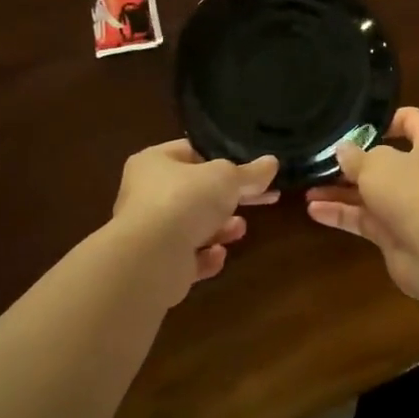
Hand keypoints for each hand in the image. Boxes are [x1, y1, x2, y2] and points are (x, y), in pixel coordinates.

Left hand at [110, 139, 279, 306]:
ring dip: (220, 228)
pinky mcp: (156, 265)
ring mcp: (149, 232)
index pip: (191, 152)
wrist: (150, 258)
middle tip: (260, 199)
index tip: (249, 169)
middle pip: (195, 192)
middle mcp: (146, 194)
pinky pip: (187, 258)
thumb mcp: (226, 178)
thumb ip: (250, 173)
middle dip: (227, 198)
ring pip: (192, 226)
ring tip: (240, 228)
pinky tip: (219, 255)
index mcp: (154, 162)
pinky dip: (206, 257)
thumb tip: (272, 163)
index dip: (221, 158)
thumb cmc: (185, 200)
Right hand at [305, 107, 418, 302]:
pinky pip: (366, 218)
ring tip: (308, 188)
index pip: (412, 120)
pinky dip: (342, 214)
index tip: (355, 124)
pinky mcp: (397, 234)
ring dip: (341, 191)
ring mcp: (410, 206)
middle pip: (386, 160)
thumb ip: (356, 155)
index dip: (386, 118)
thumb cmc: (411, 192)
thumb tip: (343, 149)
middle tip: (322, 159)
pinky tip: (314, 210)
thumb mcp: (376, 164)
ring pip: (372, 192)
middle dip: (353, 161)